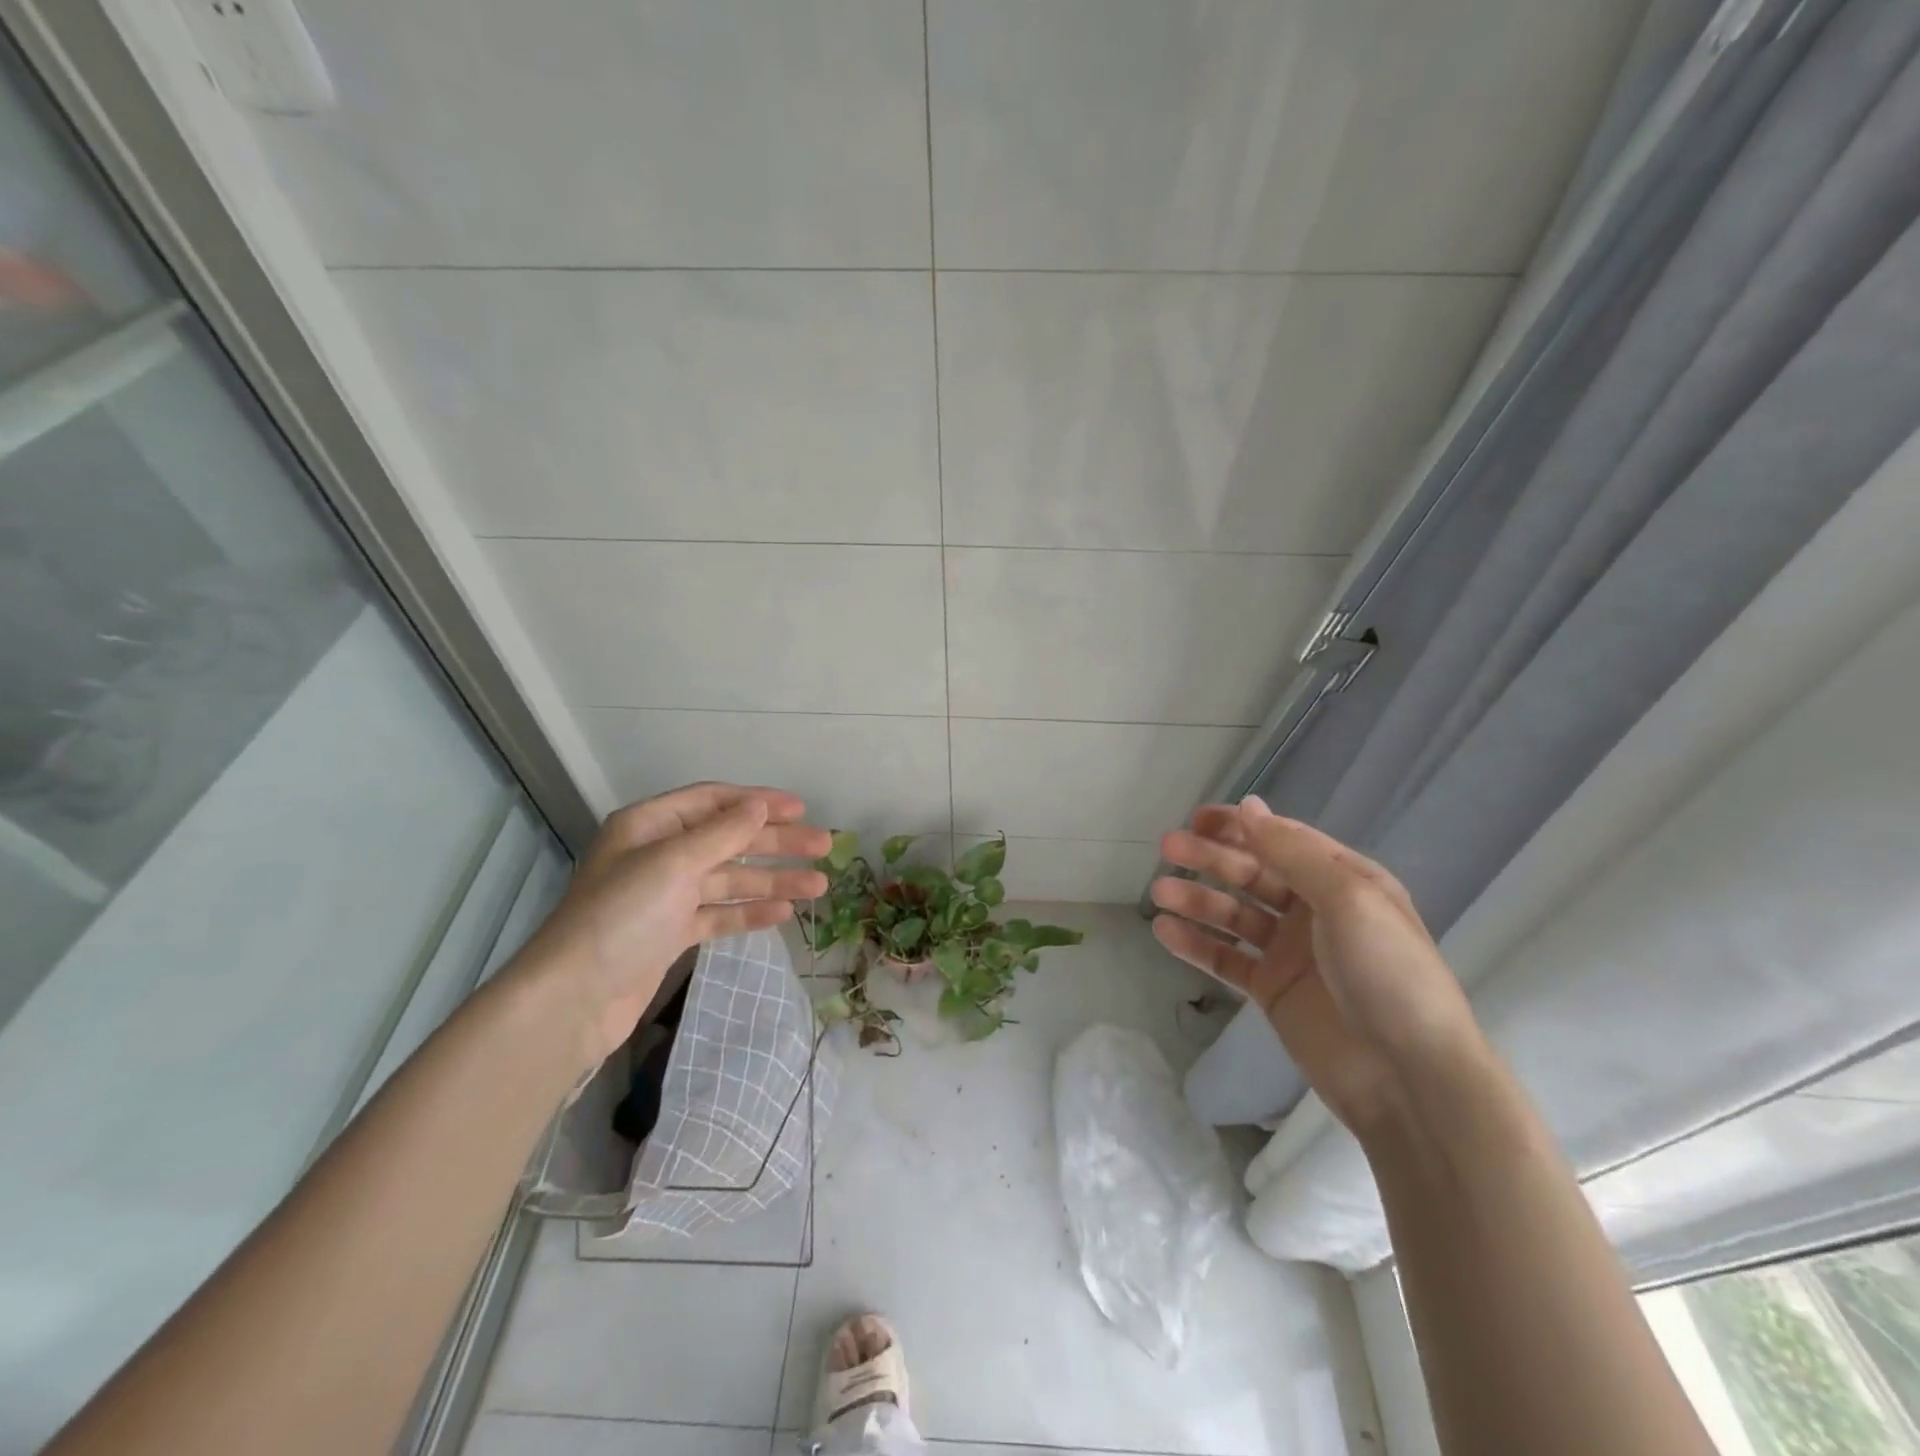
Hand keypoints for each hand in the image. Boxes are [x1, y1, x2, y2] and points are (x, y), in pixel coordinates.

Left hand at [519, 783, 830, 1068]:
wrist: (573, 999)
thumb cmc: (621, 916)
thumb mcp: (674, 863)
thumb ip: (722, 833)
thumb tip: (759, 805)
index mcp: (650, 826)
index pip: (713, 801)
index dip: (758, 802)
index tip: (801, 808)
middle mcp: (658, 855)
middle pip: (728, 840)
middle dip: (777, 842)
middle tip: (824, 846)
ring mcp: (665, 896)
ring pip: (730, 879)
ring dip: (772, 879)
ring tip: (818, 886)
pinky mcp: (670, 934)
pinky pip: (719, 914)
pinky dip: (749, 912)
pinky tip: (783, 912)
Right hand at [1150, 797, 1484, 1135]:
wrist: (1409, 1078)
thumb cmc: (1387, 974)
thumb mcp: (1348, 899)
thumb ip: (1292, 853)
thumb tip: (1248, 806)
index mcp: (1343, 881)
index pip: (1282, 841)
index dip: (1239, 826)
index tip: (1196, 818)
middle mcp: (1315, 911)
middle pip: (1252, 874)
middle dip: (1210, 858)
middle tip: (1167, 849)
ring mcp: (1291, 953)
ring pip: (1234, 915)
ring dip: (1197, 899)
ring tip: (1159, 893)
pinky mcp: (1272, 991)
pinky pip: (1226, 959)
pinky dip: (1196, 944)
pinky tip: (1165, 932)